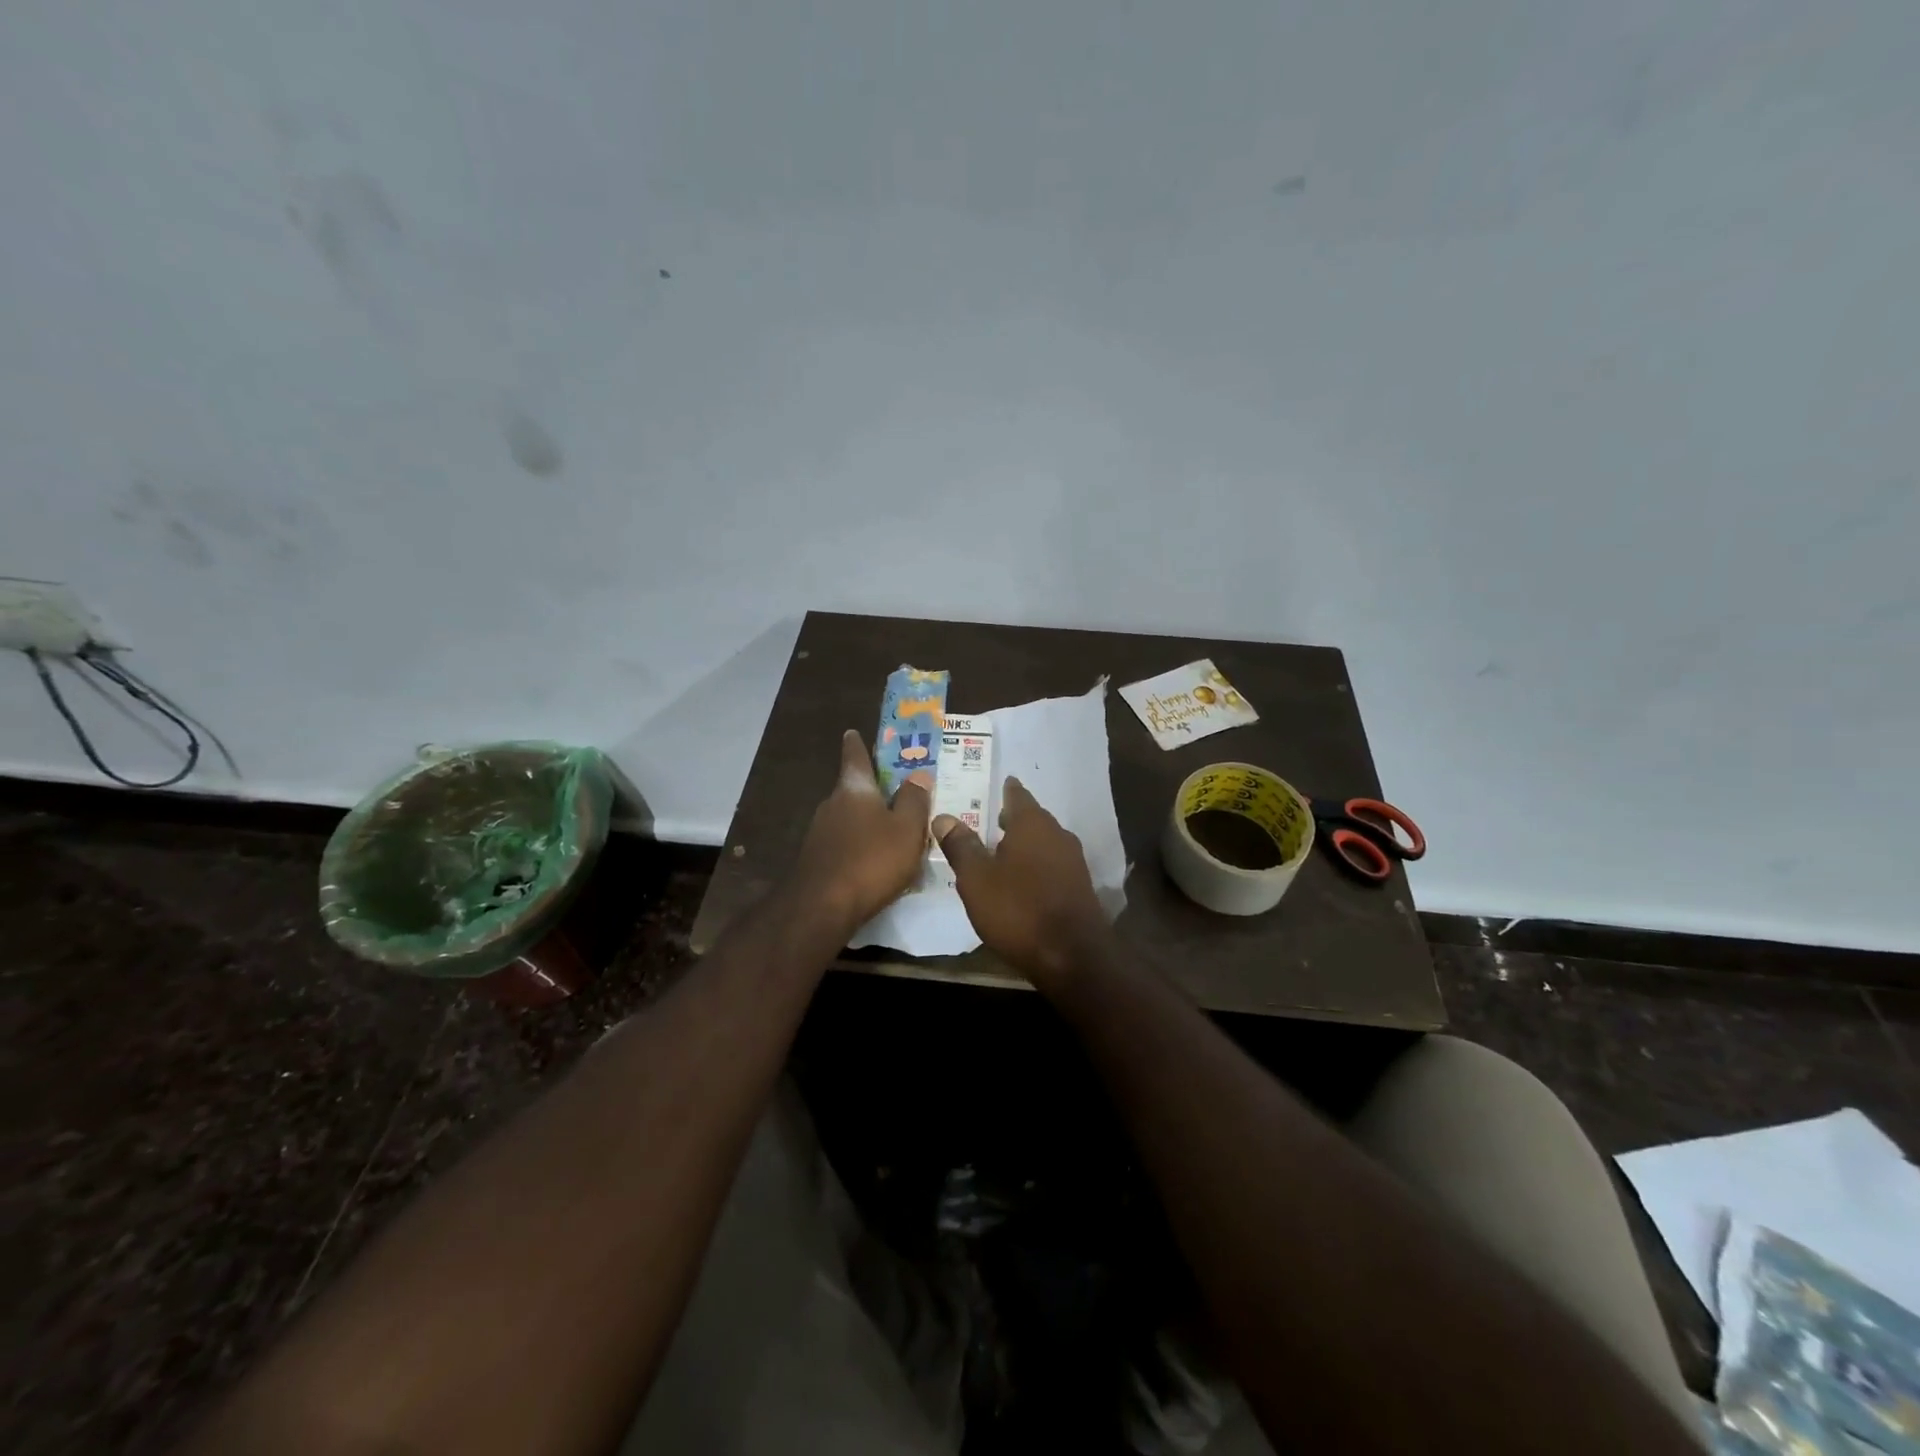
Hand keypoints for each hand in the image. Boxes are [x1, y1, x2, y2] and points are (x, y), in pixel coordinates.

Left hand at [790, 730, 933, 932]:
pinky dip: (860, 847)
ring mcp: (820, 833)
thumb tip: (918, 773)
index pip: (855, 756)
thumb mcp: (906, 829)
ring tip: (894, 835)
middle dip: (874, 792)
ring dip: (868, 823)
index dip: (857, 744)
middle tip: (898, 795)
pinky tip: (875, 864)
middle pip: (854, 789)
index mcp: (854, 788)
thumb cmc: (871, 860)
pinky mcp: (817, 859)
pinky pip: (845, 844)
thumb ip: (914, 800)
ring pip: (849, 819)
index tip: (853, 732)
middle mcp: (832, 804)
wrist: (822, 907)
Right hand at [933, 777, 1109, 987]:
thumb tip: (944, 816)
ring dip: (1022, 844)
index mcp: (1032, 823)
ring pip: (1042, 842)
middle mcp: (1057, 834)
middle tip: (984, 820)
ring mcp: (1073, 861)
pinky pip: (1051, 864)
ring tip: (997, 851)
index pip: (1016, 794)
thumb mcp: (977, 879)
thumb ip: (961, 846)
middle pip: (1031, 818)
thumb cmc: (1018, 910)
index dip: (1002, 790)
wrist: (1073, 957)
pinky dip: (1034, 865)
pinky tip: (1019, 880)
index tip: (989, 786)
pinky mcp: (1079, 886)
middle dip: (1010, 818)